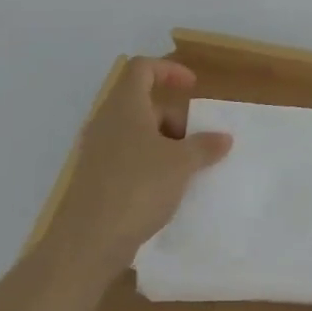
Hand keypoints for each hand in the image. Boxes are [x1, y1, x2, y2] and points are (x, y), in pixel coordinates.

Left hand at [46, 57, 231, 282]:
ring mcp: (96, 151)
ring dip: (164, 144)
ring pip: (136, 133)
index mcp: (124, 106)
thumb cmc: (138, 188)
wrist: (88, 242)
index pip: (142, 68)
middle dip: (174, 118)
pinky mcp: (94, 178)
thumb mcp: (182, 164)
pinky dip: (149, 164)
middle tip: (196, 143)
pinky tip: (166, 190)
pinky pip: (127, 157)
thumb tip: (223, 138)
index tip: (192, 87)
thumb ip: (204, 146)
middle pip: (143, 103)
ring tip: (186, 170)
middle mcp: (106, 122)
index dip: (169, 70)